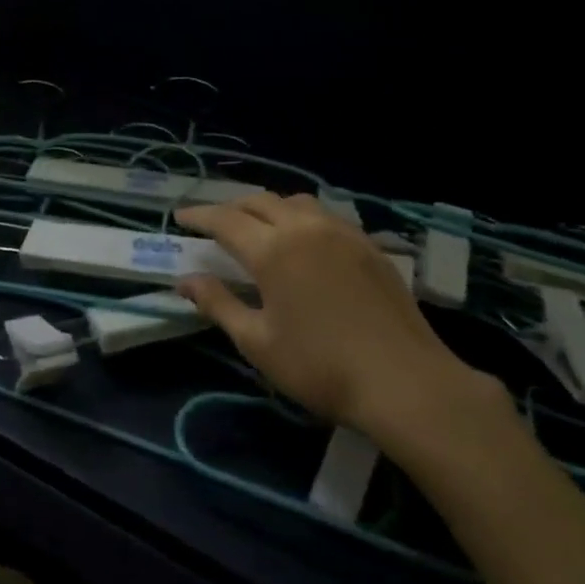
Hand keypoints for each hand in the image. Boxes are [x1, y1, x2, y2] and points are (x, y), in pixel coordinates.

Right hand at [175, 193, 503, 458]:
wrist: (405, 382)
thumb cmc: (320, 367)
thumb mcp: (257, 342)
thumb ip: (218, 304)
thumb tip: (185, 281)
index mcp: (273, 250)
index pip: (225, 220)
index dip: (199, 216)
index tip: (180, 217)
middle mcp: (305, 228)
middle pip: (259, 202)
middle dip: (230, 208)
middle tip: (213, 223)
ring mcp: (342, 233)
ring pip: (295, 202)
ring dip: (268, 207)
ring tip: (257, 226)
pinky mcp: (368, 245)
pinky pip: (325, 215)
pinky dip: (300, 217)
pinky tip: (303, 240)